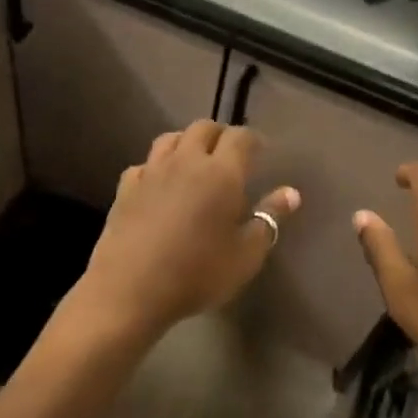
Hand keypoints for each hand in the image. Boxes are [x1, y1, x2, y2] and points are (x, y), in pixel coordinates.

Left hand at [71, 121, 298, 346]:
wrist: (130, 289)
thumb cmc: (197, 274)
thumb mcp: (246, 256)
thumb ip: (269, 220)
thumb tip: (291, 193)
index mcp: (221, 173)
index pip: (241, 137)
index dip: (253, 140)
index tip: (260, 152)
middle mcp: (186, 161)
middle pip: (204, 128)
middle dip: (220, 134)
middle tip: (229, 154)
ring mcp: (152, 171)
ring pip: (170, 138)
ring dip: (186, 142)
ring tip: (195, 161)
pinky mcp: (126, 187)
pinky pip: (144, 164)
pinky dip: (156, 167)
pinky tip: (159, 184)